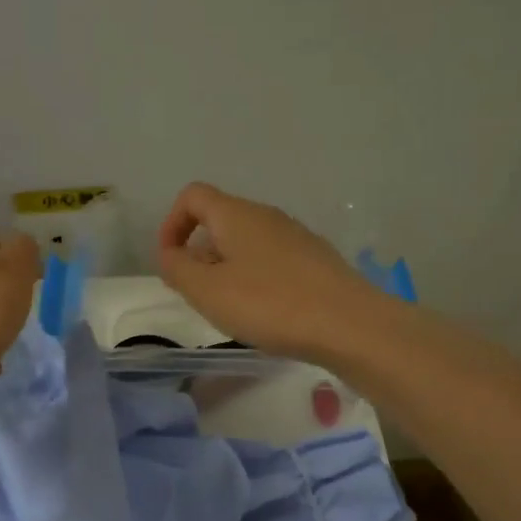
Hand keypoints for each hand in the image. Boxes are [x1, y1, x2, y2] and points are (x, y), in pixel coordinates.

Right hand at [155, 182, 391, 361]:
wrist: (349, 324)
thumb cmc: (269, 304)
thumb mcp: (207, 291)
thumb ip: (177, 268)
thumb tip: (171, 254)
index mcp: (236, 214)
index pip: (193, 196)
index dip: (172, 224)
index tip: (171, 262)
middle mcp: (267, 215)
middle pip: (221, 220)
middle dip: (200, 253)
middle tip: (199, 295)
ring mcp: (296, 236)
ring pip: (248, 243)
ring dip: (228, 269)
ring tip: (232, 308)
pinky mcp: (317, 260)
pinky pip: (273, 260)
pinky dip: (257, 279)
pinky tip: (267, 312)